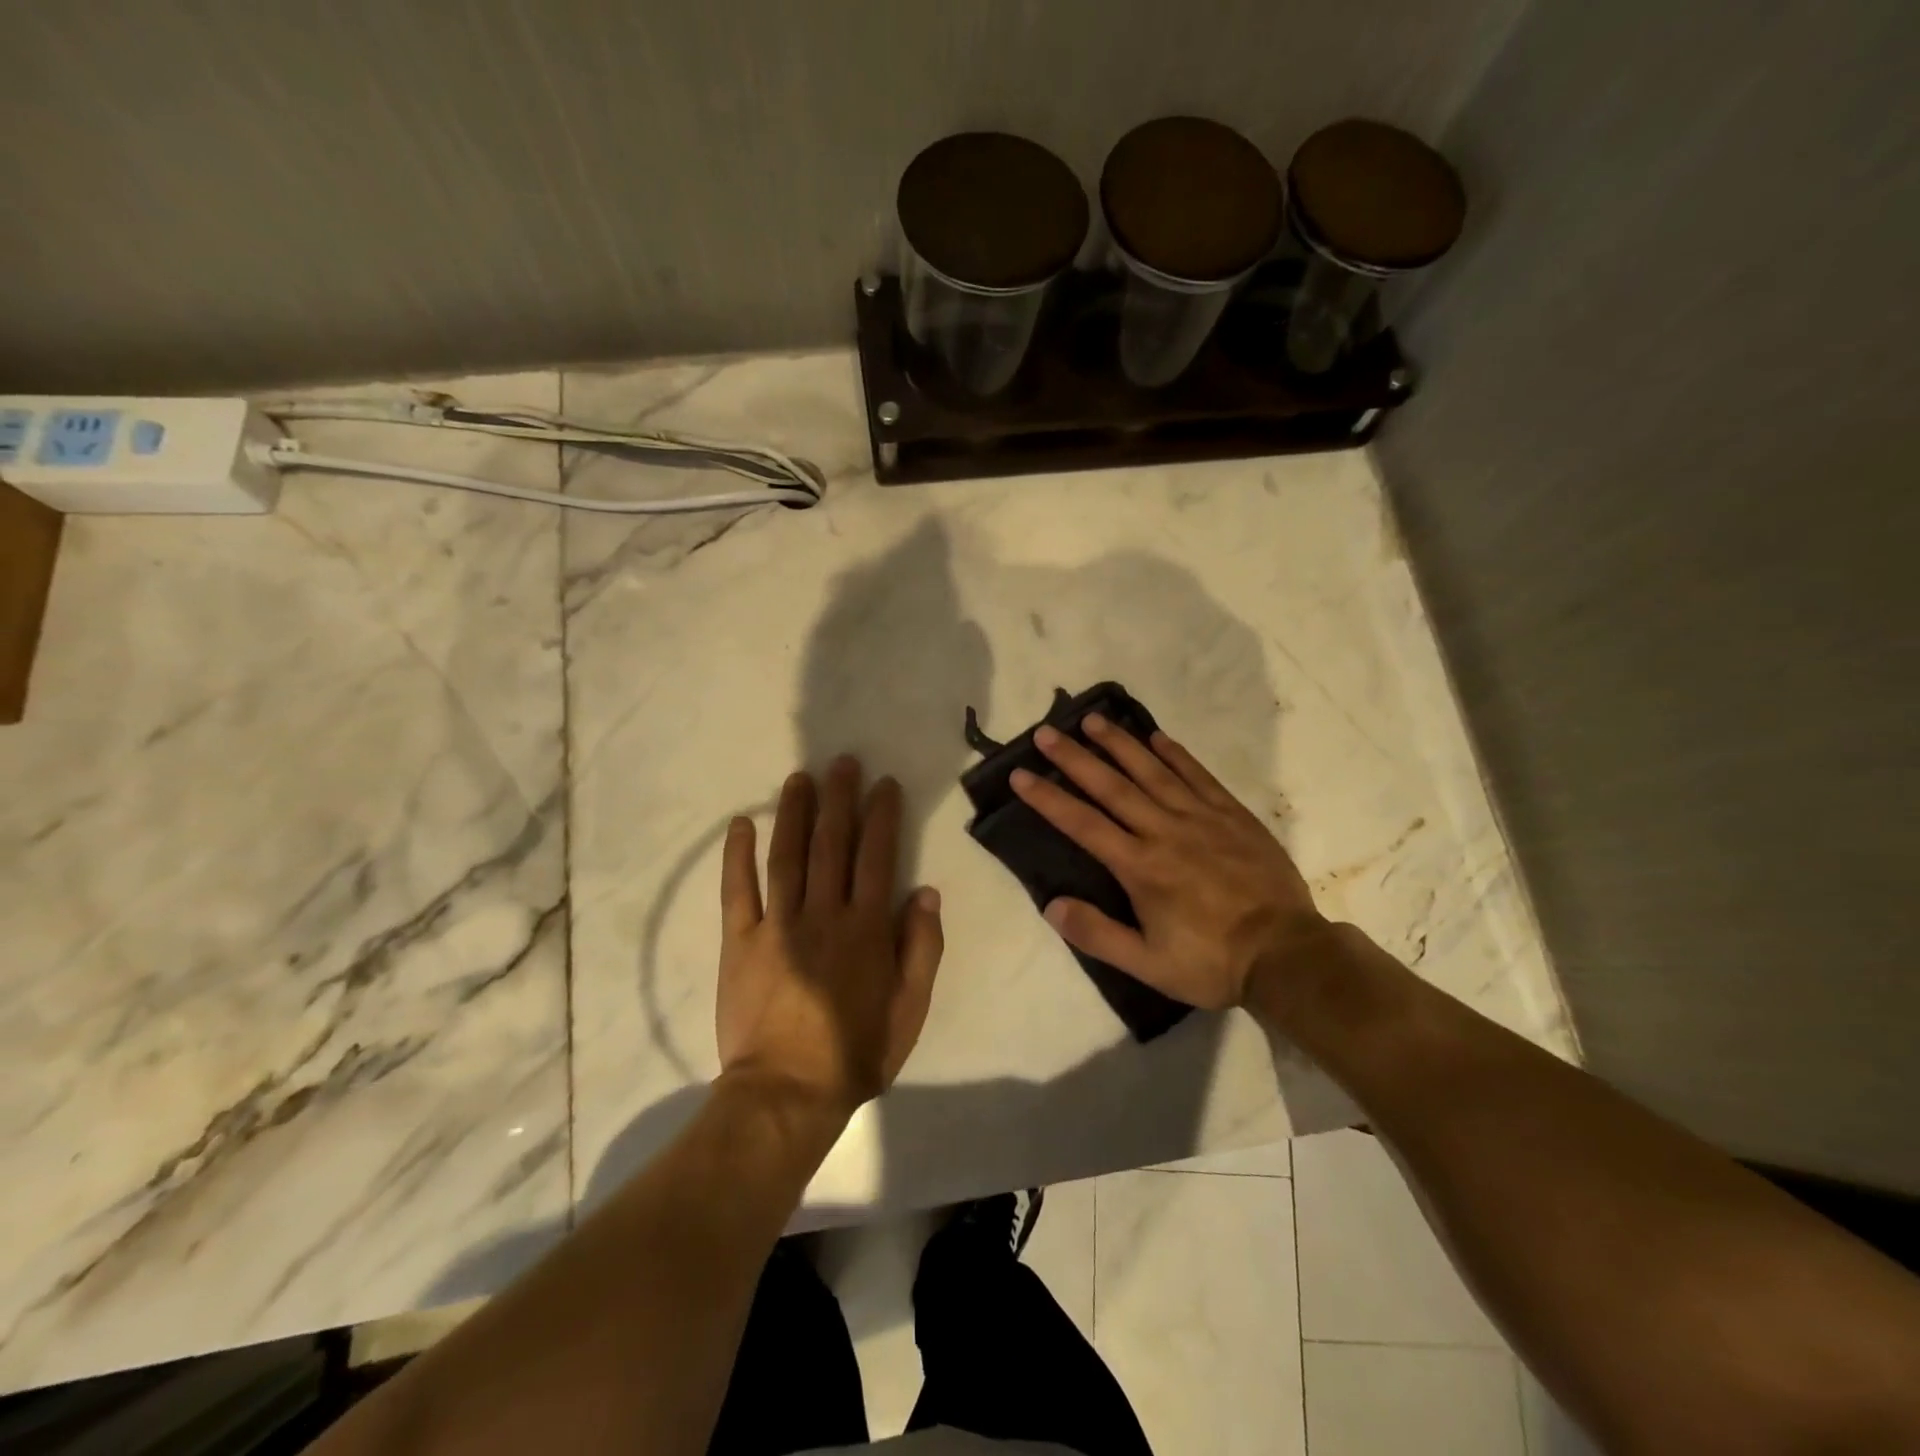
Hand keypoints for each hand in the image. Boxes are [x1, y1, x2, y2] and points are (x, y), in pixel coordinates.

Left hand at [717, 757, 944, 1116]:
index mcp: (866, 928)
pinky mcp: (740, 941)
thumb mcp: (911, 1008)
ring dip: (793, 812)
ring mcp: (777, 925)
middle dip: (839, 798)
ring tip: (799, 778)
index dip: (882, 816)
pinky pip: (738, 890)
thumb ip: (922, 948)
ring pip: (787, 855)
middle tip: (841, 762)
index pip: (877, 856)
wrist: (786, 1093)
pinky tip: (742, 824)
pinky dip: (738, 855)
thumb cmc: (856, 1052)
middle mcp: (823, 914)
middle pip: (831, 843)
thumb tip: (926, 892)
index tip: (884, 784)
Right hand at [1010, 715, 1325, 1010]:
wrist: (1287, 954)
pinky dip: (1176, 754)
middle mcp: (1164, 831)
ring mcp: (1201, 818)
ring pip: (1152, 771)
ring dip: (1120, 743)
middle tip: (1046, 732)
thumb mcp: (1149, 964)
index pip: (1083, 823)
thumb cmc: (1212, 961)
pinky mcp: (1232, 815)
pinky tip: (1157, 737)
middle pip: (1111, 786)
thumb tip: (1052, 905)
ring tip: (1093, 719)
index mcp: (1140, 866)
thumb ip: (1098, 934)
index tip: (1021, 774)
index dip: (1048, 797)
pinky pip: (1198, 776)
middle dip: (1075, 757)